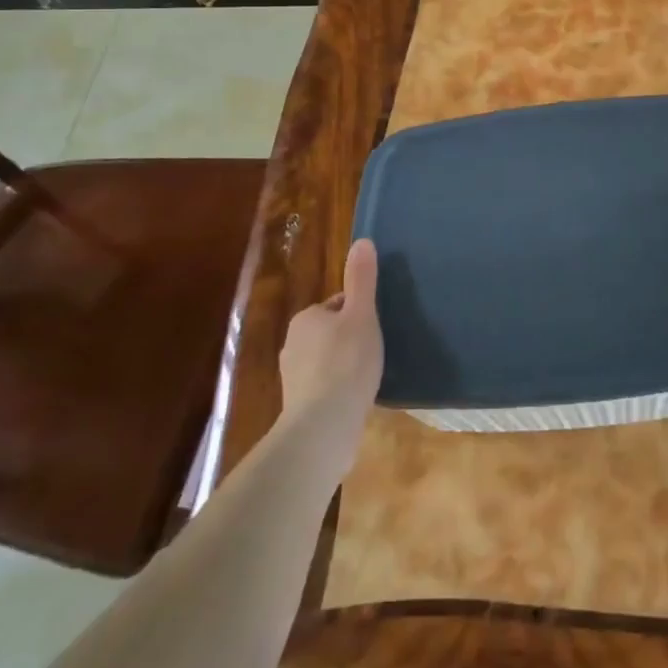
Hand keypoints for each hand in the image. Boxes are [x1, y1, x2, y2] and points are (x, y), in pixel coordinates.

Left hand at [278, 238, 383, 440]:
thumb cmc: (345, 363)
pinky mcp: (298, 405)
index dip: (359, 314)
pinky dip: (339, 389)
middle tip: (375, 352)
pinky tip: (356, 399)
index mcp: (306, 319)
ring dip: (345, 366)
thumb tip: (362, 240)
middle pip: (331, 332)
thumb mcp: (361, 315)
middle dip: (350, 340)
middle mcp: (292, 344)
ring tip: (368, 377)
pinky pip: (324, 387)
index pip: (337, 305)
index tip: (375, 329)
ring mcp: (293, 378)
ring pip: (327, 361)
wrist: (323, 427)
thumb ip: (362, 279)